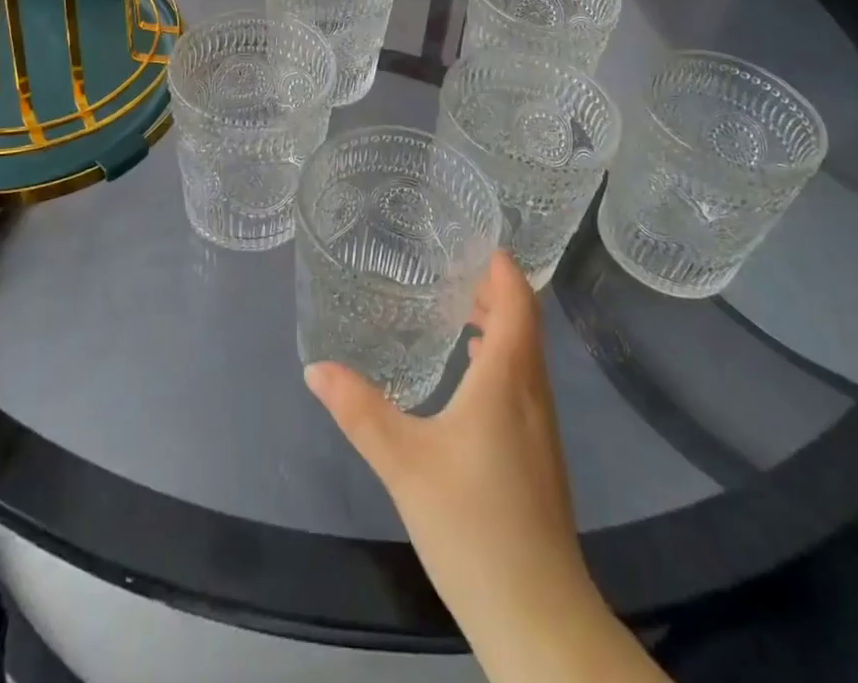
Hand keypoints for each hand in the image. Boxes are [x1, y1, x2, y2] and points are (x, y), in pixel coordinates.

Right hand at [304, 252, 592, 641]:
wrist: (538, 618)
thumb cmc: (473, 525)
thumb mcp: (404, 463)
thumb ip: (359, 411)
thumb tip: (315, 367)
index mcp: (508, 378)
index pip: (518, 300)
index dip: (501, 266)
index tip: (472, 240)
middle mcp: (533, 393)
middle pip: (525, 322)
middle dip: (494, 289)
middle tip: (450, 268)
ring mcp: (542, 428)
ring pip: (526, 355)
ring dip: (499, 324)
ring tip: (457, 310)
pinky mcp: (540, 457)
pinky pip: (524, 383)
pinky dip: (500, 359)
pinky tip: (469, 376)